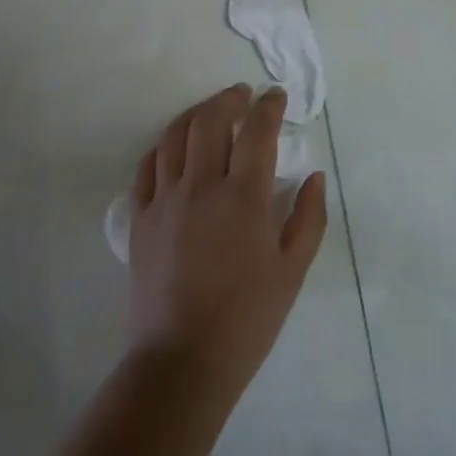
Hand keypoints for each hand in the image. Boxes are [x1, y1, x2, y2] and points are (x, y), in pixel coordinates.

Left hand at [127, 84, 328, 412]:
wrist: (183, 360)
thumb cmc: (248, 318)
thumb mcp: (293, 271)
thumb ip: (309, 217)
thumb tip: (315, 175)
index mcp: (244, 197)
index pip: (257, 131)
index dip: (269, 106)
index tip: (276, 96)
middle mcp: (201, 186)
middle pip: (210, 120)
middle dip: (229, 99)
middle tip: (242, 95)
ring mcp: (164, 200)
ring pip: (175, 136)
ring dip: (195, 114)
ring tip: (209, 111)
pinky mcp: (140, 218)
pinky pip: (147, 167)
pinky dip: (163, 146)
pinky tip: (173, 147)